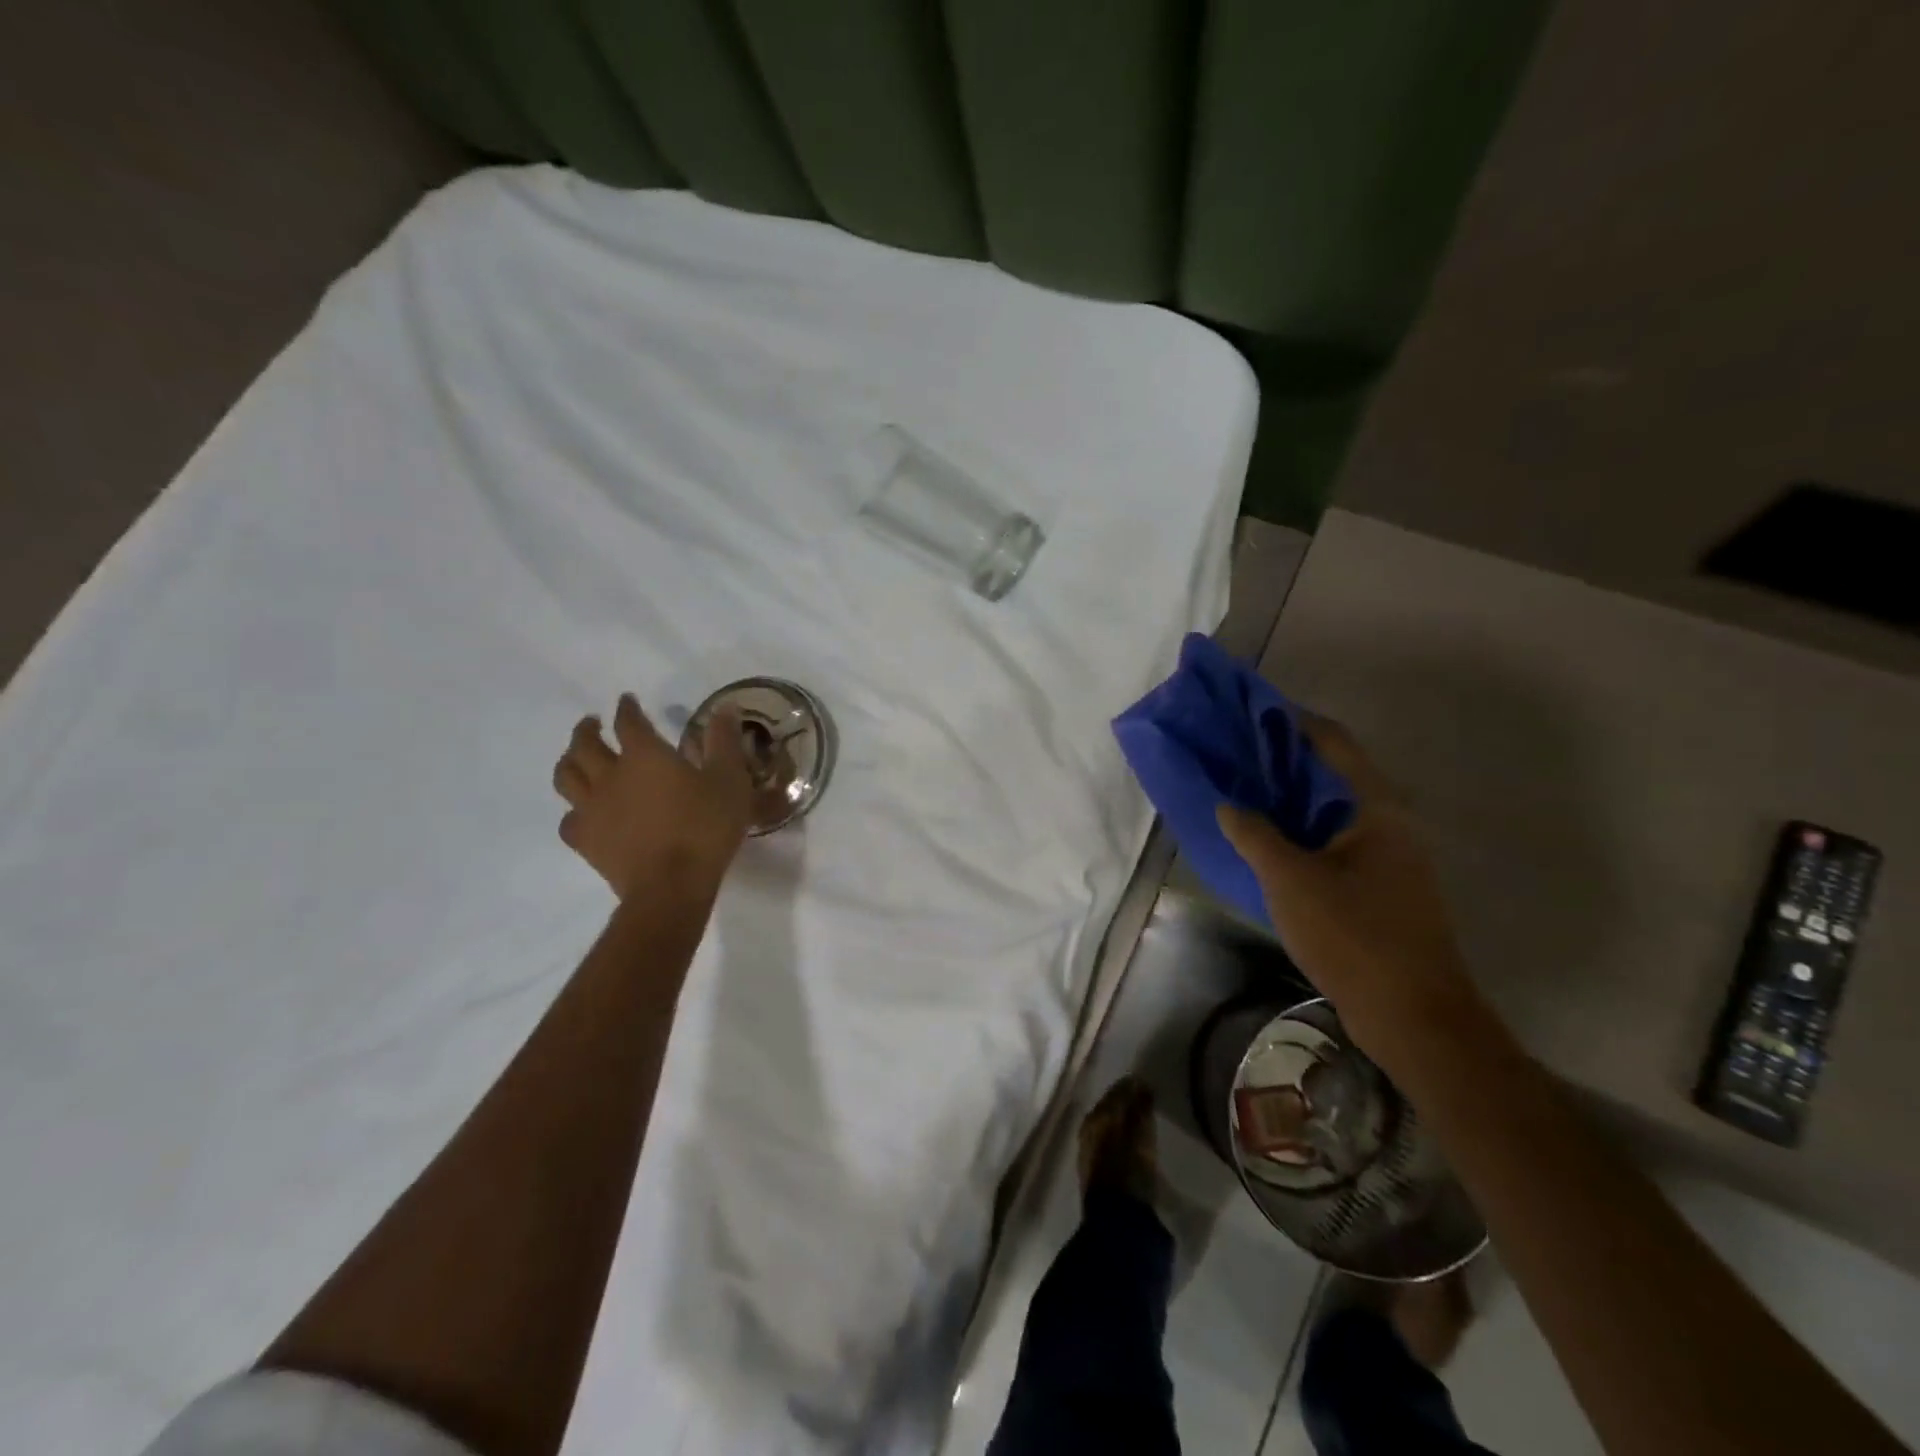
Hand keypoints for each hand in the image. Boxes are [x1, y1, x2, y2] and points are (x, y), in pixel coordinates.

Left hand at [552, 694, 780, 898]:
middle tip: (593, 724)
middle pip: (584, 744)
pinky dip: (574, 810)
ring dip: (569, 761)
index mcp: (645, 755)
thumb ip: (725, 742)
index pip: (628, 721)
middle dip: (587, 729)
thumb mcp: (730, 780)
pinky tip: (583, 813)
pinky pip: (568, 819)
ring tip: (577, 758)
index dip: (627, 708)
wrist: (671, 885)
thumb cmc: (705, 827)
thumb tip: (725, 708)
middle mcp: (610, 774)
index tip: (627, 700)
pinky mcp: (586, 841)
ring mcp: (592, 808)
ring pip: (566, 776)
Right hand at [1216, 717, 1481, 1071]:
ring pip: (1333, 811)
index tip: (1254, 711)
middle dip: (1285, 760)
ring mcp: (1390, 857)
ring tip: (1245, 791)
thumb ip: (1255, 835)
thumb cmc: (1354, 935)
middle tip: (1238, 752)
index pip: (1335, 744)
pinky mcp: (1382, 886)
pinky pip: (1335, 841)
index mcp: (1378, 809)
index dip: (1295, 721)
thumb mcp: (1291, 880)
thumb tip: (1229, 805)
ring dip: (1291, 798)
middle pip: (1334, 774)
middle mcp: (1390, 823)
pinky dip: (1302, 831)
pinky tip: (1269, 842)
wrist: (1413, 1015)